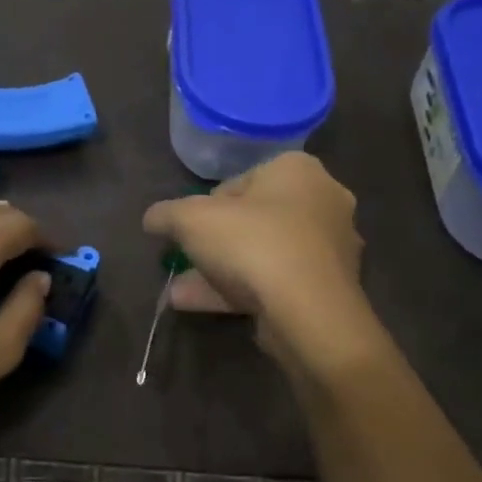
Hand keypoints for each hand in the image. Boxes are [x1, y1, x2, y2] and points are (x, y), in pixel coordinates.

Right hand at [142, 153, 374, 375]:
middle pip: (253, 220)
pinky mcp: (327, 289)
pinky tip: (198, 305)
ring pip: (262, 255)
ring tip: (177, 291)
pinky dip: (237, 291)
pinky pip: (273, 283)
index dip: (205, 206)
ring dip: (218, 271)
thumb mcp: (190, 219)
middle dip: (212, 243)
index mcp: (297, 170)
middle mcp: (322, 202)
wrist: (307, 310)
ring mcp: (328, 249)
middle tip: (183, 260)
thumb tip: (152, 218)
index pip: (240, 181)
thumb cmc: (251, 243)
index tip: (186, 229)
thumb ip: (166, 214)